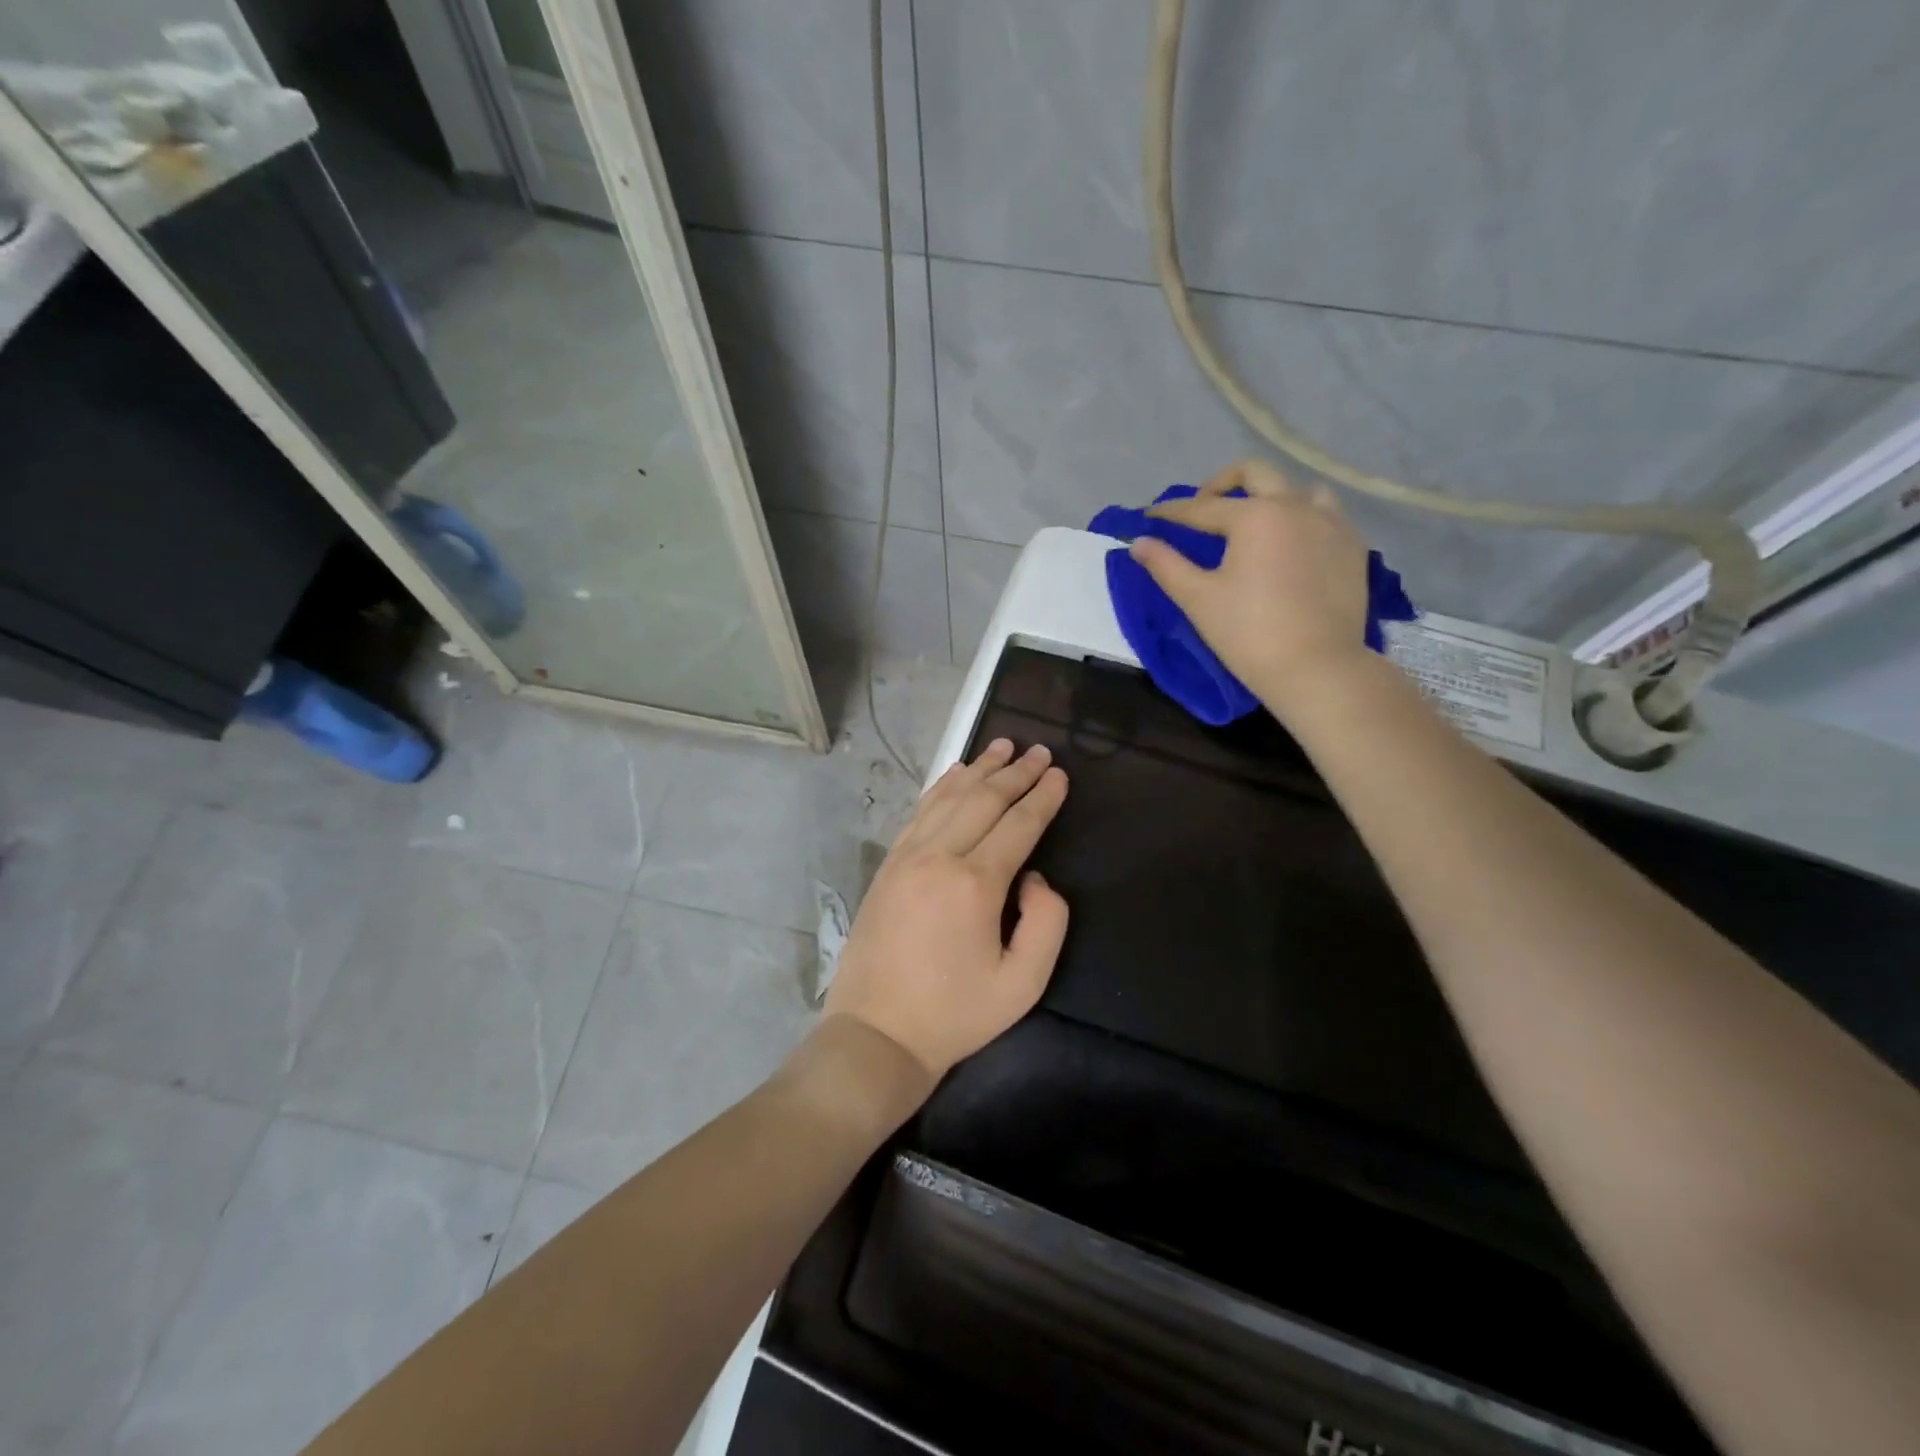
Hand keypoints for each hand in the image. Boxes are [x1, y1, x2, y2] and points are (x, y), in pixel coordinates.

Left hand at [824, 738, 1069, 1091]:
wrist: (877, 1032)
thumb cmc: (956, 1014)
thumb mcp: (1023, 984)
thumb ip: (1046, 922)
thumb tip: (1035, 876)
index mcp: (975, 884)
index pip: (1019, 824)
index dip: (1043, 796)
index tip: (1060, 773)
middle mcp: (939, 857)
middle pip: (984, 800)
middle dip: (1016, 773)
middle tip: (1039, 750)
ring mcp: (907, 857)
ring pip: (949, 797)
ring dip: (979, 769)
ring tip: (1003, 747)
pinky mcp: (888, 864)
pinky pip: (920, 812)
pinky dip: (942, 787)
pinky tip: (956, 774)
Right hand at [1133, 459, 1371, 718]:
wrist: (1316, 667)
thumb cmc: (1248, 633)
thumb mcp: (1198, 599)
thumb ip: (1166, 565)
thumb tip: (1139, 542)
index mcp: (1255, 516)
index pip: (1201, 508)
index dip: (1171, 512)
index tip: (1149, 515)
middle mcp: (1295, 506)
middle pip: (1255, 474)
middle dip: (1221, 484)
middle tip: (1202, 508)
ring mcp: (1331, 523)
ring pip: (1298, 489)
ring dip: (1270, 497)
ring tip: (1254, 524)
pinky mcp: (1352, 546)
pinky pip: (1325, 515)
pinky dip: (1301, 519)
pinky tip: (1290, 546)